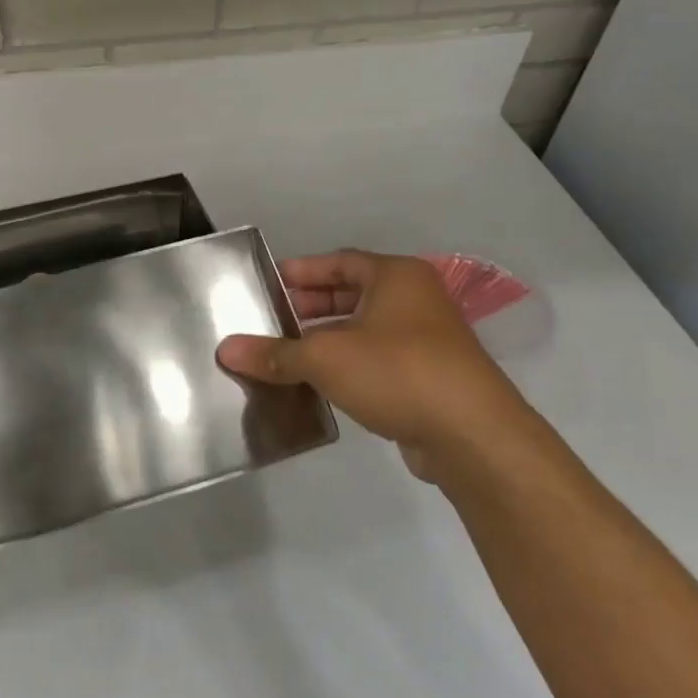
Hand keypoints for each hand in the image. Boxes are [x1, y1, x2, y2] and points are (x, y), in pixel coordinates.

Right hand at [218, 250, 536, 484]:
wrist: (471, 435)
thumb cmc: (397, 372)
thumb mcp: (325, 357)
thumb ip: (275, 353)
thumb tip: (225, 349)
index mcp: (397, 277)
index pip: (339, 262)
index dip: (301, 271)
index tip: (267, 284)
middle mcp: (415, 300)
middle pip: (351, 294)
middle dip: (309, 306)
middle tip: (269, 320)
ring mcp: (425, 340)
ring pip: (363, 330)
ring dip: (325, 339)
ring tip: (283, 353)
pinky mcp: (427, 377)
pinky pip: (375, 360)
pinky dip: (345, 365)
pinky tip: (315, 383)